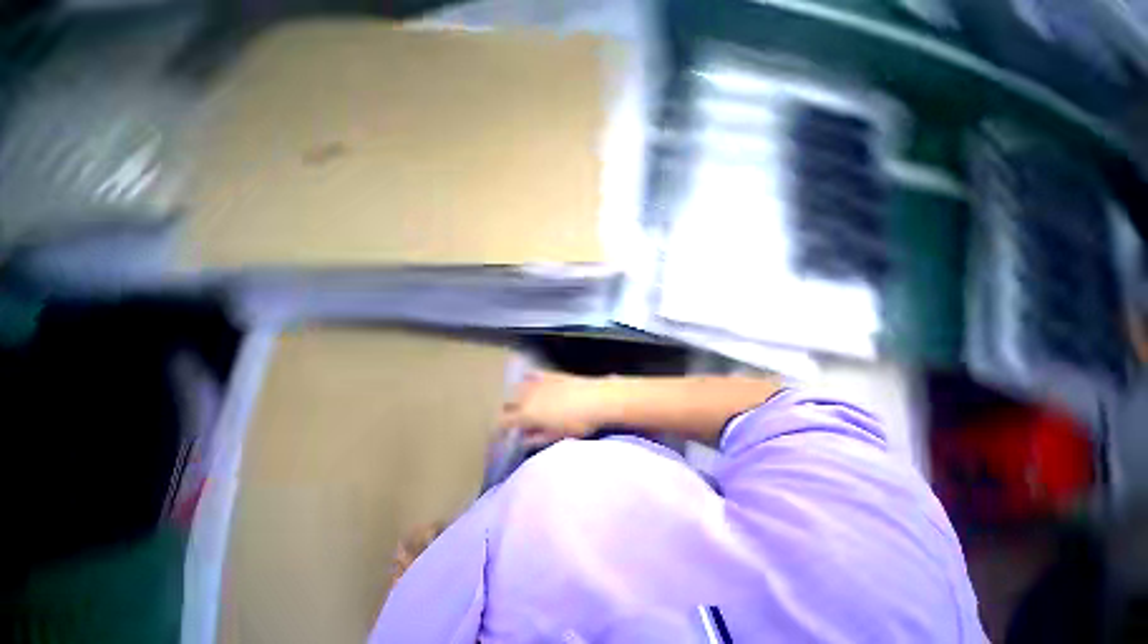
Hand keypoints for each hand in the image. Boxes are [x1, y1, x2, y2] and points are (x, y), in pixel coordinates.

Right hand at [499, 371, 610, 446]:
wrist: (597, 399)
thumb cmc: (578, 422)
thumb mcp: (557, 436)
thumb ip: (536, 438)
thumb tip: (523, 438)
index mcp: (527, 414)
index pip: (503, 421)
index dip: (501, 428)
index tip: (505, 433)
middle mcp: (527, 396)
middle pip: (507, 403)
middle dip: (508, 411)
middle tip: (516, 420)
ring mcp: (537, 382)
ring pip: (517, 387)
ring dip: (516, 396)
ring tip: (523, 403)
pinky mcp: (549, 374)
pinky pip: (531, 374)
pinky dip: (528, 379)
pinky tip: (530, 381)